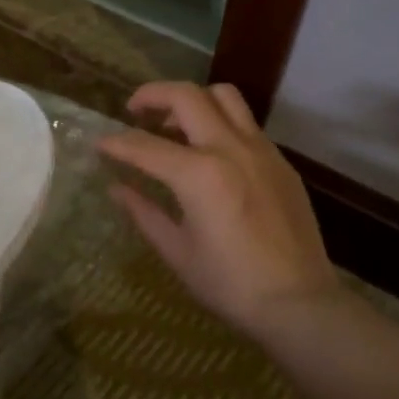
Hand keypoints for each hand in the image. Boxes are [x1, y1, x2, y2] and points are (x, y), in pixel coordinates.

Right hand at [99, 82, 340, 339]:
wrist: (299, 303)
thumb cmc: (230, 284)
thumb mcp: (177, 252)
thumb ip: (144, 212)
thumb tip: (116, 188)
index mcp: (199, 174)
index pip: (145, 146)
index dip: (116, 143)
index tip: (99, 143)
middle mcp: (230, 148)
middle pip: (187, 96)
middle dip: (153, 95)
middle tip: (135, 110)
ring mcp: (261, 150)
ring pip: (224, 97)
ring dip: (193, 100)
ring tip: (175, 125)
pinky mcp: (281, 162)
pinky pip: (247, 124)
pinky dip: (220, 123)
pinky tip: (211, 154)